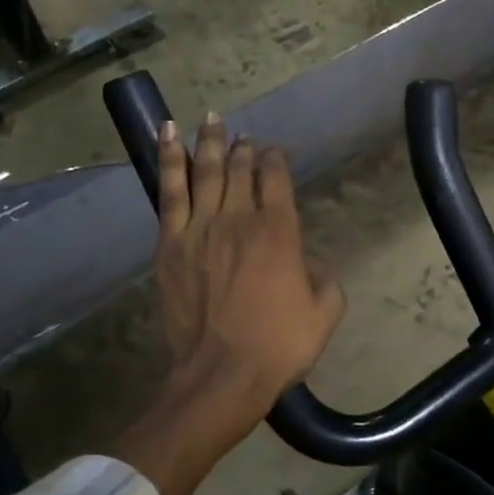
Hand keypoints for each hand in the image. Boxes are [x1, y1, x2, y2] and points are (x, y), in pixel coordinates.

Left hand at [154, 114, 344, 415]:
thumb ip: (324, 276)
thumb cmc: (280, 345)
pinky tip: (167, 135)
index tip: (274, 151)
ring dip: (208, 142)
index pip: (277, 179)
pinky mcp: (170, 244)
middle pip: (239, 170)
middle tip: (242, 134)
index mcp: (280, 232)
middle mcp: (240, 219)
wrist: (222, 374)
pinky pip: (169, 191)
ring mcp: (200, 228)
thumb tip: (307, 260)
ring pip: (204, 171)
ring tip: (211, 119)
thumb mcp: (326, 312)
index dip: (276, 159)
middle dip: (242, 149)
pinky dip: (168, 159)